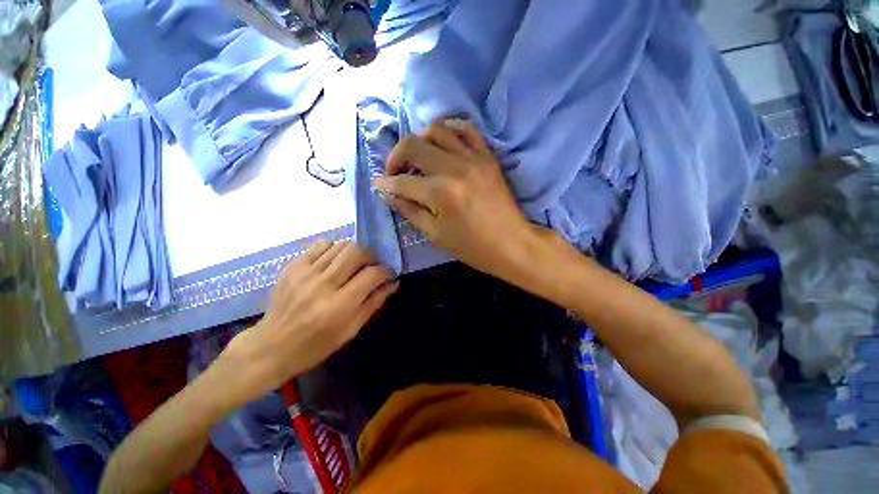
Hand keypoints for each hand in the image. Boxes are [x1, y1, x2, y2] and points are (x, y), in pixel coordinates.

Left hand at [218, 241, 397, 407]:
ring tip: (354, 264)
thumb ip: (374, 302)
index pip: (372, 274)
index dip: (386, 271)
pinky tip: (335, 261)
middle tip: (372, 265)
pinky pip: (320, 245)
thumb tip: (393, 283)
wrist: (272, 346)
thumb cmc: (316, 345)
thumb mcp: (351, 329)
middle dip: (371, 256)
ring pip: (340, 245)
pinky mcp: (292, 266)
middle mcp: (322, 285)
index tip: (388, 274)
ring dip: (354, 252)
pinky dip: (334, 248)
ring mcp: (305, 273)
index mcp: (339, 306)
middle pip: (356, 252)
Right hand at [373, 118, 543, 280]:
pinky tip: (443, 144)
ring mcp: (474, 158)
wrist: (512, 243)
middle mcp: (454, 168)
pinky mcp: (487, 157)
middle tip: (395, 172)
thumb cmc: (473, 247)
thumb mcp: (436, 235)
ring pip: (437, 130)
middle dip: (396, 157)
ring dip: (420, 140)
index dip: (385, 184)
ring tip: (418, 158)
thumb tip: (389, 194)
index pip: (402, 181)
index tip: (379, 185)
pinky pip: (467, 129)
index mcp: (440, 193)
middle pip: (413, 146)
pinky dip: (450, 130)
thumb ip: (410, 211)